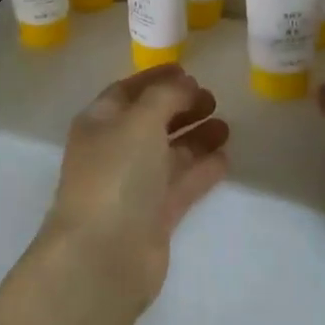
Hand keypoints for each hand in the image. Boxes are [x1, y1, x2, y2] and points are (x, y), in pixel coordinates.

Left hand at [38, 65, 230, 310]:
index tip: (188, 70)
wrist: (104, 255)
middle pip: (150, 122)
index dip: (156, 78)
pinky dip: (201, 170)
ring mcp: (134, 186)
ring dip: (196, 137)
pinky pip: (181, 184)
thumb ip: (165, 96)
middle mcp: (114, 151)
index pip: (127, 91)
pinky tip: (225, 158)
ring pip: (169, 153)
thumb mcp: (140, 120)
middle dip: (180, 107)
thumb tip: (184, 84)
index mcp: (99, 123)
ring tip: (226, 125)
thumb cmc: (116, 175)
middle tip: (213, 98)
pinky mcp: (154, 216)